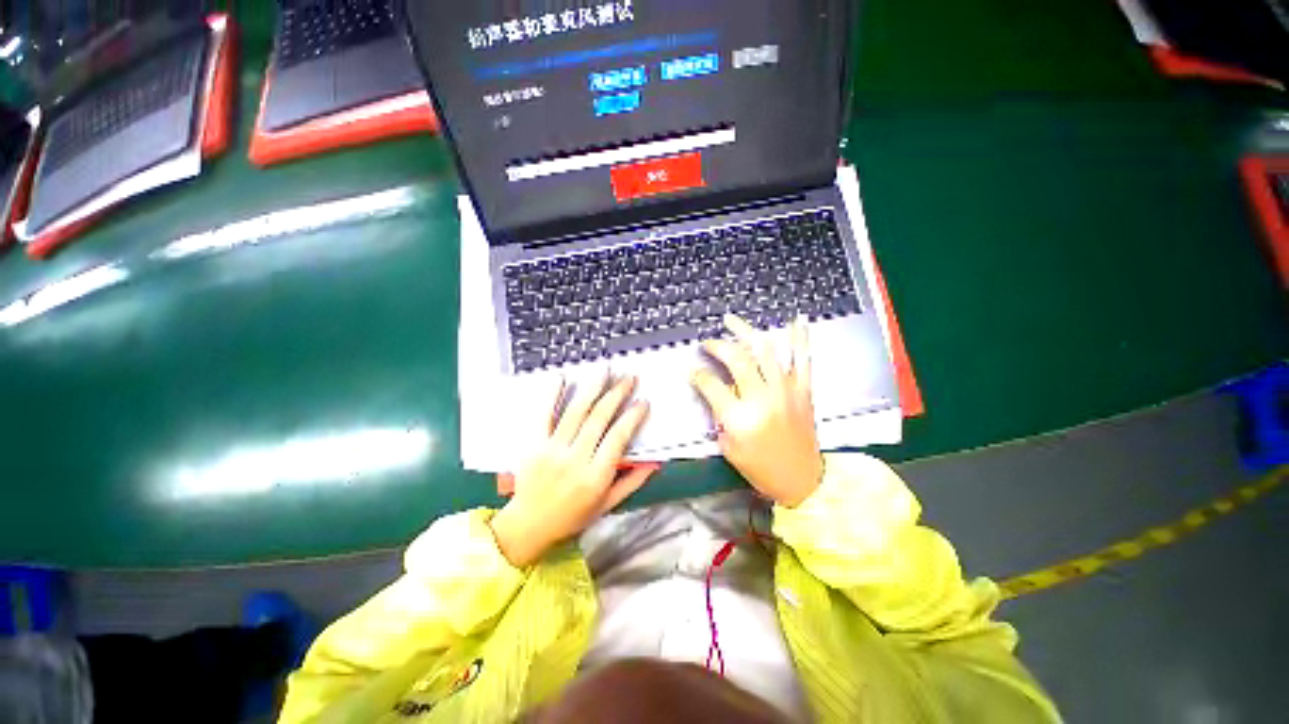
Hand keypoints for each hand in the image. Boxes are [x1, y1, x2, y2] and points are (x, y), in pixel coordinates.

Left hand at [490, 370, 656, 566]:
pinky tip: (562, 377)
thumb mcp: (607, 505)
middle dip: (617, 394)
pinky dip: (552, 394)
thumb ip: (632, 482)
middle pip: (599, 419)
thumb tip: (655, 462)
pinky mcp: (534, 444)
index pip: (618, 438)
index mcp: (595, 477)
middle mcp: (574, 459)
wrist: (528, 525)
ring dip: (592, 388)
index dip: (633, 417)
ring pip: (576, 412)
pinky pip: (544, 415)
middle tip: (629, 377)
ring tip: (605, 369)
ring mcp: (552, 449)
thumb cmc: (572, 516)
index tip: (643, 402)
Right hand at [691, 314, 823, 507]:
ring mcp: (786, 391)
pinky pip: (802, 359)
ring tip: (731, 320)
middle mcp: (762, 398)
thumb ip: (720, 416)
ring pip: (765, 350)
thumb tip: (717, 391)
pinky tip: (795, 319)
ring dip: (746, 331)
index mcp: (740, 418)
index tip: (692, 371)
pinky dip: (799, 338)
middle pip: (736, 359)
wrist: (803, 481)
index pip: (711, 384)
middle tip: (708, 342)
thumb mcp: (729, 448)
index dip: (698, 374)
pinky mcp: (804, 390)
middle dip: (717, 345)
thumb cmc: (761, 469)